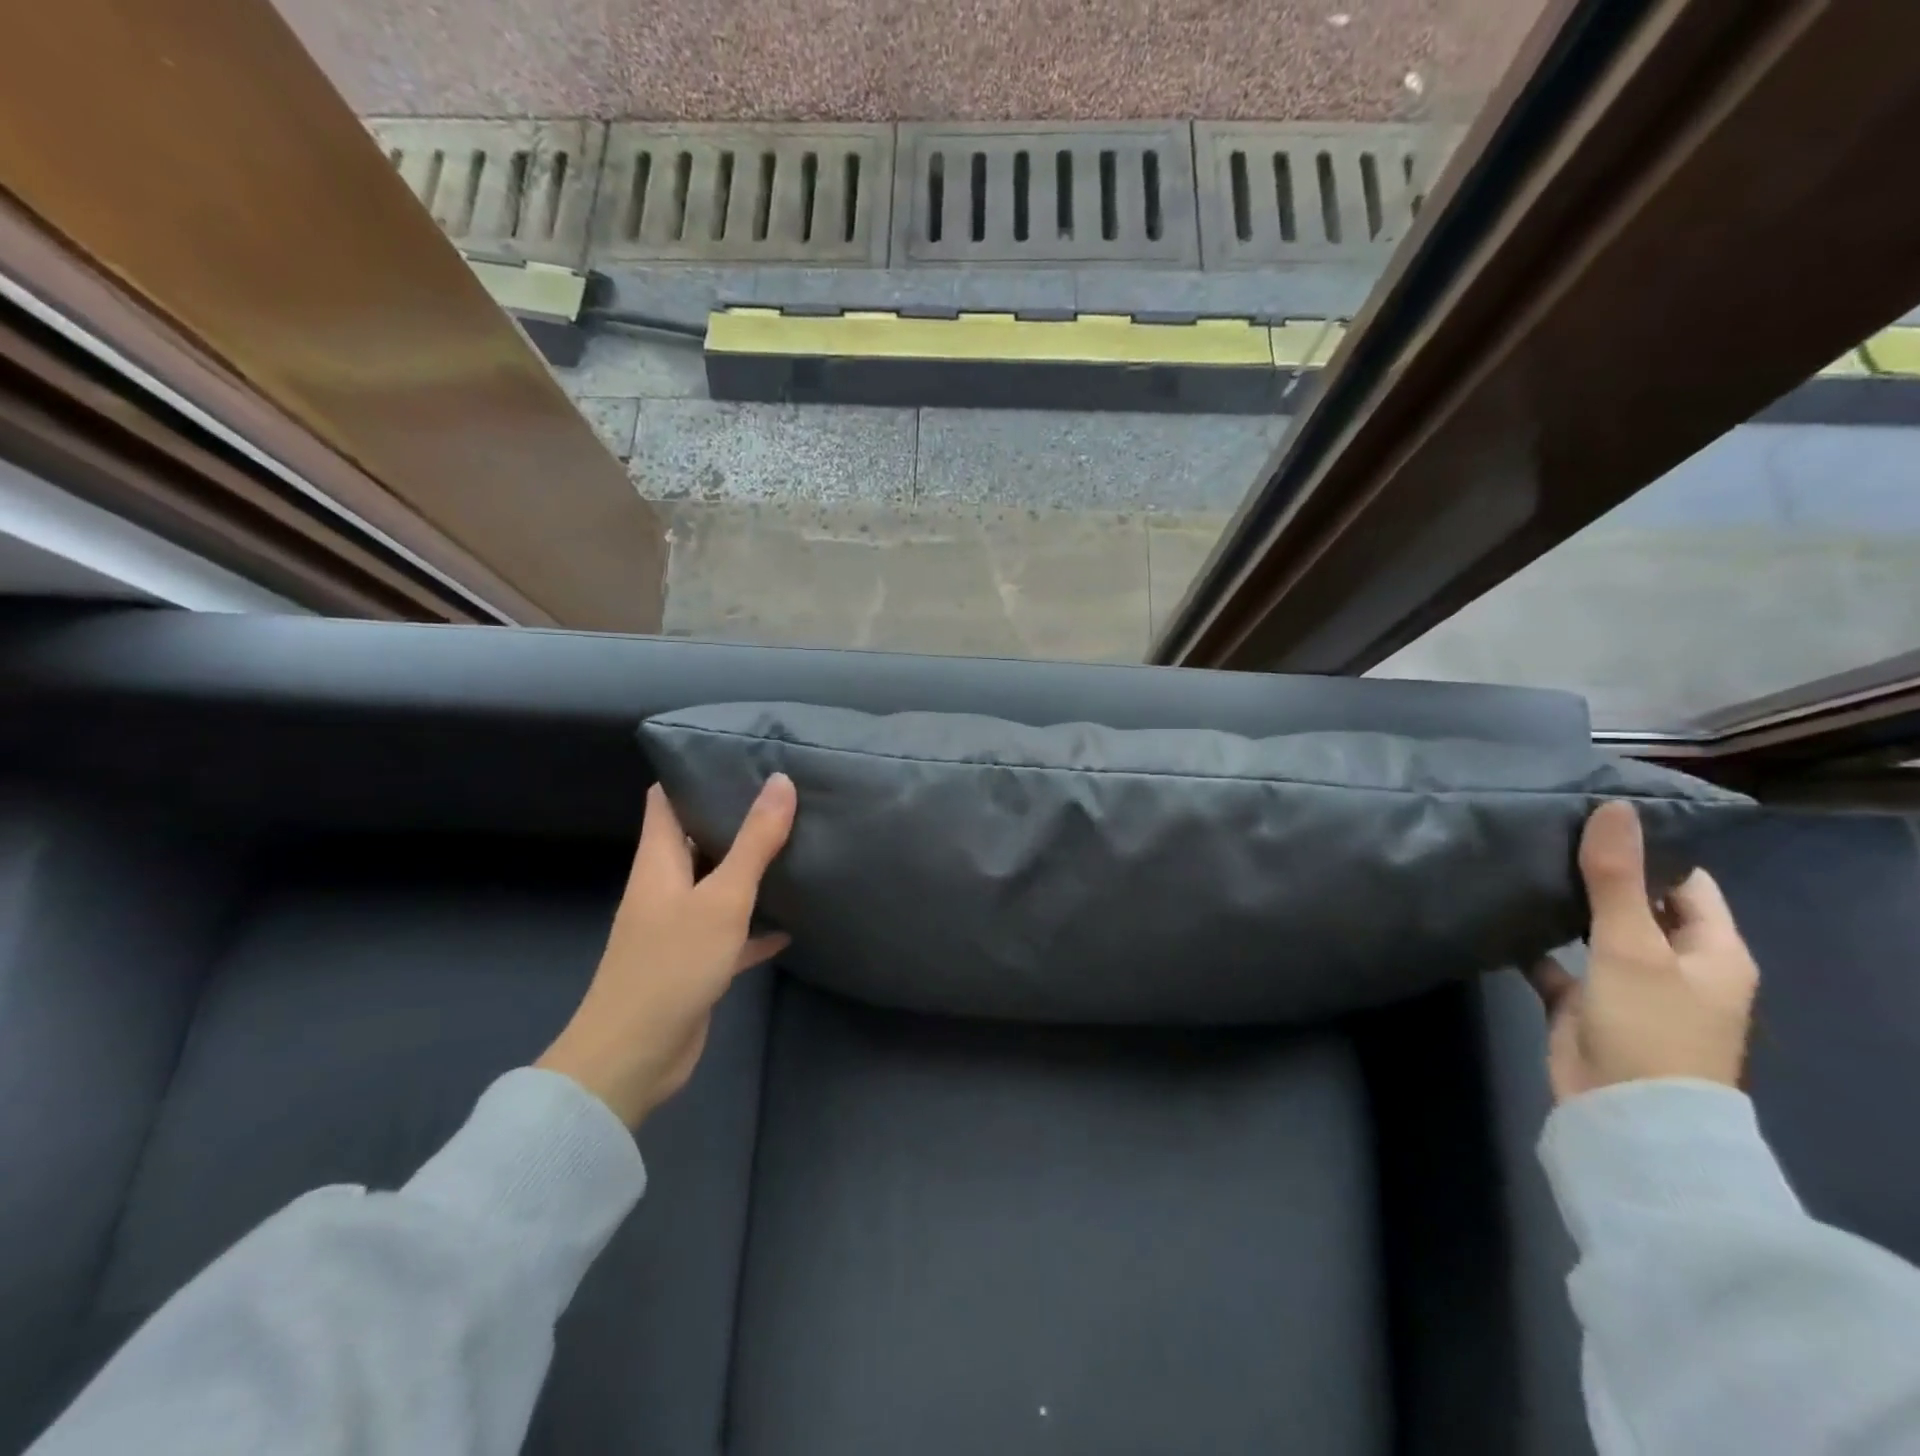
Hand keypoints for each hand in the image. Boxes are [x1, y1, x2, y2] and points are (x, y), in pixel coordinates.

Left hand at [537, 774, 795, 1126]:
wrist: (634, 1057)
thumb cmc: (672, 964)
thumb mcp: (722, 897)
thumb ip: (754, 841)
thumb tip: (781, 781)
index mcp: (658, 861)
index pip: (666, 799)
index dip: (694, 772)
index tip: (738, 754)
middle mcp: (664, 886)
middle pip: (696, 837)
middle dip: (734, 816)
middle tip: (784, 794)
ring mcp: (678, 926)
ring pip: (716, 883)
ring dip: (748, 869)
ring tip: (794, 843)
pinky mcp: (695, 961)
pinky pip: (730, 932)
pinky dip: (756, 925)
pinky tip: (792, 923)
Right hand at [1528, 800, 1758, 1103]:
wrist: (1624, 1114)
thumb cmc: (1648, 1025)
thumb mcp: (1632, 944)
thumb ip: (1616, 877)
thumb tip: (1614, 808)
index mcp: (1712, 951)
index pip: (1687, 883)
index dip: (1649, 850)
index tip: (1594, 817)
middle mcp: (1676, 966)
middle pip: (1639, 905)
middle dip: (1599, 874)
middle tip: (1547, 833)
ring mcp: (1628, 987)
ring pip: (1595, 933)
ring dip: (1565, 906)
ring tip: (1520, 864)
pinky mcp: (1584, 1006)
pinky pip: (1557, 964)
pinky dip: (1534, 944)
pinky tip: (1502, 917)